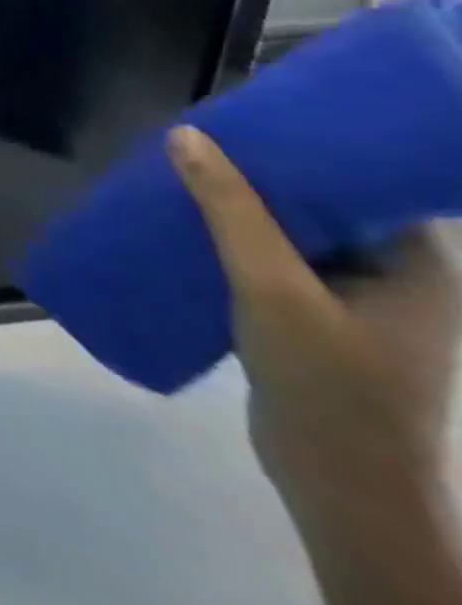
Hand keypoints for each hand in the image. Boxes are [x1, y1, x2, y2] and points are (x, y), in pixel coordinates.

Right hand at [171, 125, 461, 604]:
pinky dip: (237, 236)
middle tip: (203, 137)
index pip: (370, 183)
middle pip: (327, 202)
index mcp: (417, 267)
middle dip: (264, 170)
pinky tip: (192, 226)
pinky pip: (277, 258)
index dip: (316, 145)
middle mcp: (398, 278)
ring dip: (243, 204)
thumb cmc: (330, 386)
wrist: (343, 490)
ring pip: (295, 231)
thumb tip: (187, 134)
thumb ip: (231, 210)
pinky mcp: (319, 321)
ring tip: (185, 173)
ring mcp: (358, 303)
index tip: (254, 114)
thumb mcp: (274, 290)